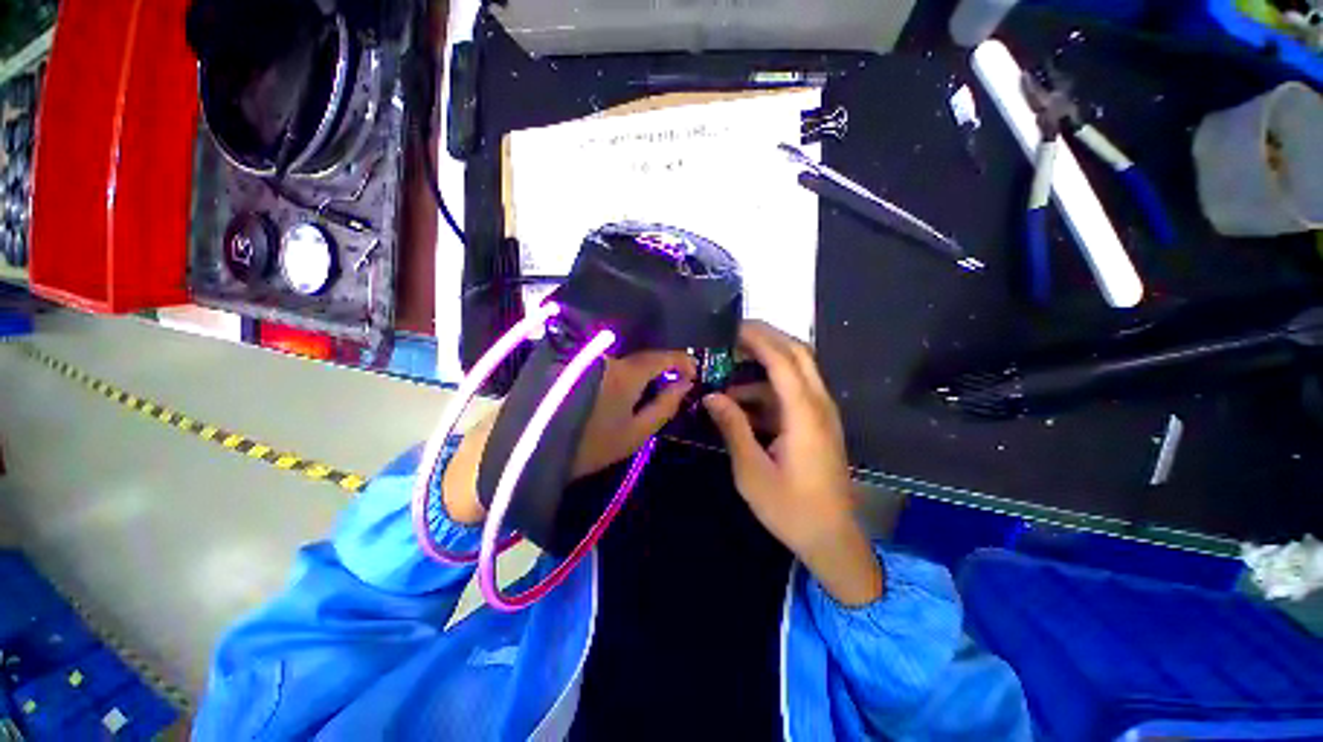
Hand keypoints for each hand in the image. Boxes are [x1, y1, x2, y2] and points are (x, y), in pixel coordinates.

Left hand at [572, 350, 695, 477]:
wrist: (533, 448)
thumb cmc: (591, 445)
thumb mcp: (636, 433)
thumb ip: (665, 406)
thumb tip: (685, 384)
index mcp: (625, 372)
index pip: (662, 356)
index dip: (683, 361)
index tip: (693, 372)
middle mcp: (608, 355)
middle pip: (644, 353)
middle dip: (663, 365)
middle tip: (673, 382)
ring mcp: (589, 355)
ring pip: (626, 355)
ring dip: (642, 367)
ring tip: (651, 384)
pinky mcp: (576, 360)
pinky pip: (610, 358)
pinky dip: (624, 367)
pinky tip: (626, 382)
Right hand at [703, 321, 882, 605]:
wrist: (831, 538)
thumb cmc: (790, 508)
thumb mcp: (751, 471)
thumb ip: (733, 427)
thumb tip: (711, 396)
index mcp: (804, 414)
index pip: (783, 360)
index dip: (758, 338)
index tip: (731, 327)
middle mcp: (819, 405)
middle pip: (798, 354)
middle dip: (767, 337)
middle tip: (733, 334)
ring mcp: (822, 413)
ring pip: (797, 370)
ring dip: (765, 363)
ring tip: (730, 367)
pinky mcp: (818, 423)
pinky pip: (793, 391)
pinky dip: (768, 386)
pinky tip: (742, 399)